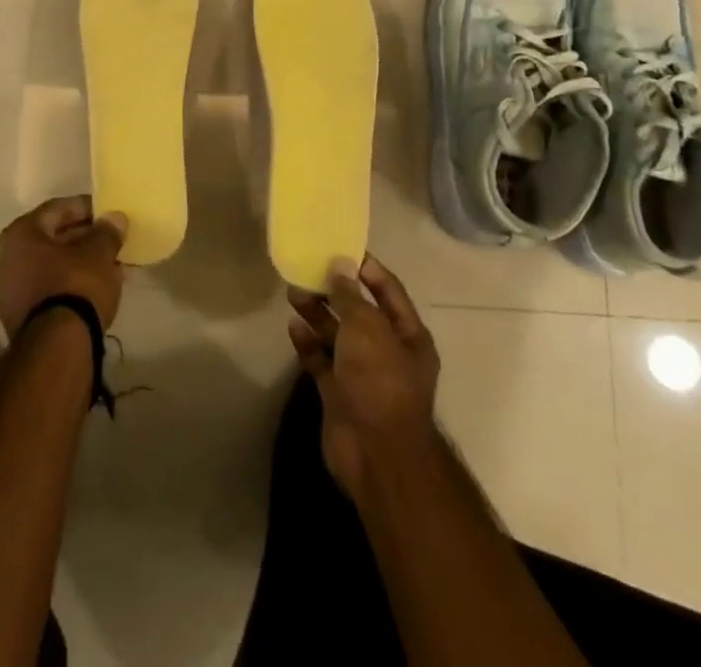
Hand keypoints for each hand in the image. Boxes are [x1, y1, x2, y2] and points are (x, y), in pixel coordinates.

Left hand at [0, 195, 129, 337]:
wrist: (56, 349)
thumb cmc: (74, 286)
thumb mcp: (98, 254)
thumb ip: (106, 232)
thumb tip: (114, 218)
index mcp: (19, 235)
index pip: (55, 210)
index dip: (83, 207)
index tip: (105, 212)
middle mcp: (4, 259)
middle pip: (49, 240)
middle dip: (80, 238)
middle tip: (107, 240)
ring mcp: (7, 293)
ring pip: (47, 267)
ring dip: (75, 263)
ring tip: (106, 266)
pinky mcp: (17, 321)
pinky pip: (46, 291)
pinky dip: (66, 286)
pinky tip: (92, 290)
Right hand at [287, 255, 441, 501]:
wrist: (376, 453)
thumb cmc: (380, 380)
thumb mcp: (367, 327)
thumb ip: (351, 295)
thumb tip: (340, 264)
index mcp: (408, 335)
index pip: (388, 290)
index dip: (366, 268)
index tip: (339, 247)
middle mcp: (387, 352)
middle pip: (358, 312)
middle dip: (334, 291)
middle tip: (307, 269)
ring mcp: (362, 374)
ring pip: (337, 335)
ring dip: (317, 313)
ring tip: (293, 292)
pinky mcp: (339, 393)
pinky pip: (321, 361)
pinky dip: (308, 344)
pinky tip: (293, 327)